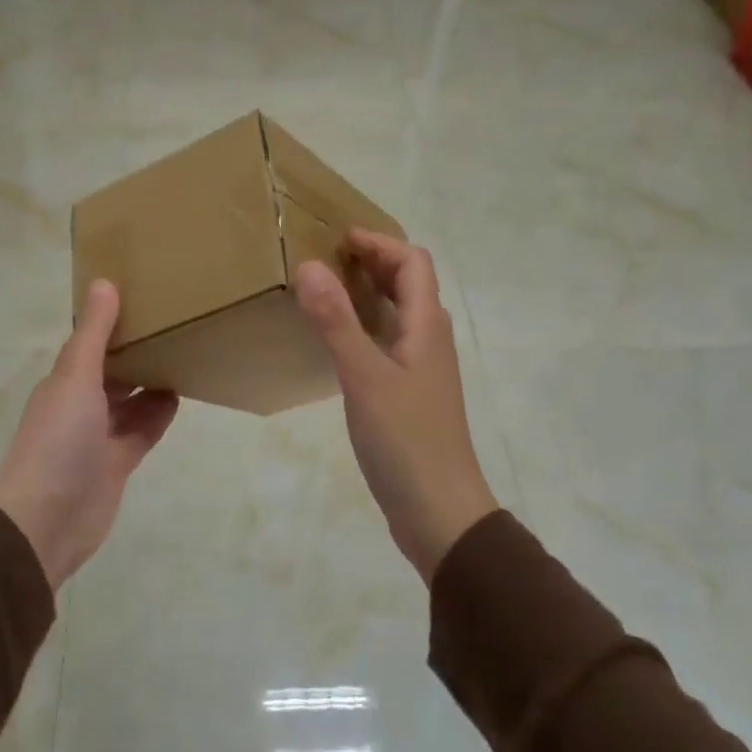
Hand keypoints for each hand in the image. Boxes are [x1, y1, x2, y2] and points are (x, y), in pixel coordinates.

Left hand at [0, 280, 179, 589]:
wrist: (46, 520)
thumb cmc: (59, 439)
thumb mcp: (76, 377)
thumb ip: (94, 333)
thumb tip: (104, 282)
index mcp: (65, 381)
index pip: (91, 343)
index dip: (113, 322)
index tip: (145, 296)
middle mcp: (80, 405)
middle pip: (112, 371)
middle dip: (136, 351)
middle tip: (174, 323)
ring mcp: (99, 437)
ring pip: (130, 401)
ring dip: (151, 381)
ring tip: (183, 354)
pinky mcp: (118, 463)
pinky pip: (142, 430)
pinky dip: (158, 414)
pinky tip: (180, 395)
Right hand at [295, 230, 498, 581]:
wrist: (440, 512)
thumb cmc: (406, 440)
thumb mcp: (364, 377)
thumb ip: (336, 321)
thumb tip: (310, 265)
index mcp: (427, 327)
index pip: (413, 263)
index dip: (380, 243)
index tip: (338, 239)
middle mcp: (430, 340)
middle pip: (409, 284)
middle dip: (374, 262)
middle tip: (326, 259)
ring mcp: (422, 369)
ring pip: (399, 314)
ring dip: (370, 293)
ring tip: (326, 291)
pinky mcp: (410, 395)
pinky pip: (389, 343)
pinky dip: (366, 326)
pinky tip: (338, 343)